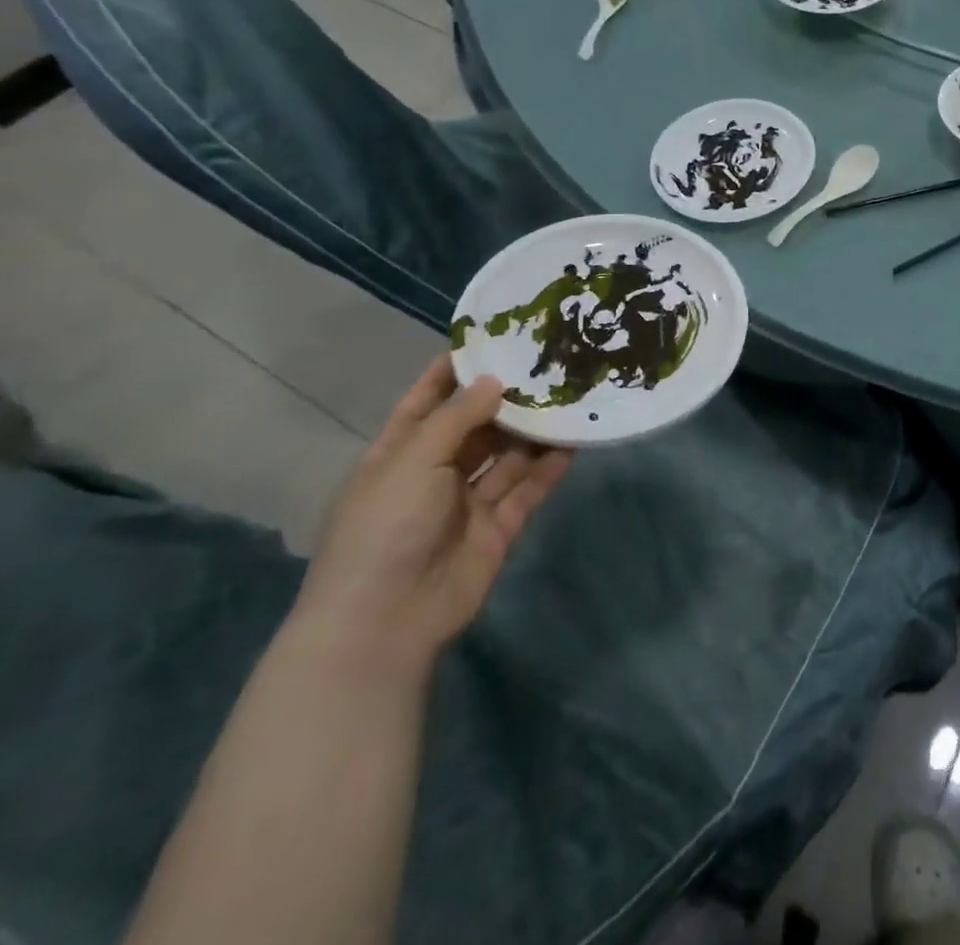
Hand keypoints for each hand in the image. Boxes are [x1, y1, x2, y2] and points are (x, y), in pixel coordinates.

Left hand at [294, 356, 571, 666]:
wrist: (385, 620)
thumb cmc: (384, 528)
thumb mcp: (412, 461)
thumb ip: (457, 418)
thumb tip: (495, 380)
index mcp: (400, 454)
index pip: (427, 402)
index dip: (453, 373)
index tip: (491, 340)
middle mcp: (435, 473)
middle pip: (476, 426)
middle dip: (507, 399)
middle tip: (548, 365)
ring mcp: (468, 502)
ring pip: (508, 455)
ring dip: (534, 431)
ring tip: (570, 396)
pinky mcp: (499, 526)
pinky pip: (528, 488)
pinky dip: (549, 467)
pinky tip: (575, 440)